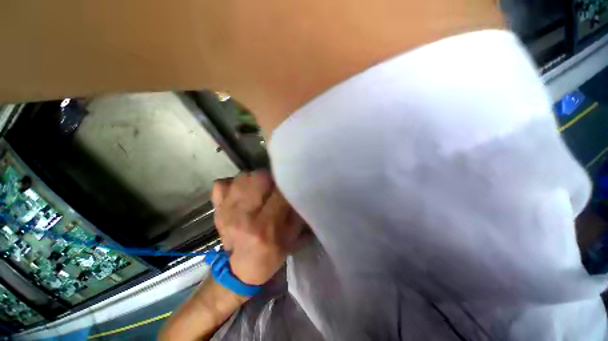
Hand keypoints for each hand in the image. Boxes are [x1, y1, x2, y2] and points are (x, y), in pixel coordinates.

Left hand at [212, 171, 304, 285]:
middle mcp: (243, 216)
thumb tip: (297, 191)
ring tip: (261, 188)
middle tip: (275, 186)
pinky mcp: (216, 208)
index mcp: (265, 227)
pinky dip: (234, 183)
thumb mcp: (291, 238)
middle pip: (259, 178)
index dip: (288, 185)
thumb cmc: (269, 255)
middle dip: (272, 178)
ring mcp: (226, 210)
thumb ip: (296, 213)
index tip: (291, 185)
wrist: (237, 270)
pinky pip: (222, 183)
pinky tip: (242, 192)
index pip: (280, 193)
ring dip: (256, 179)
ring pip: (243, 177)